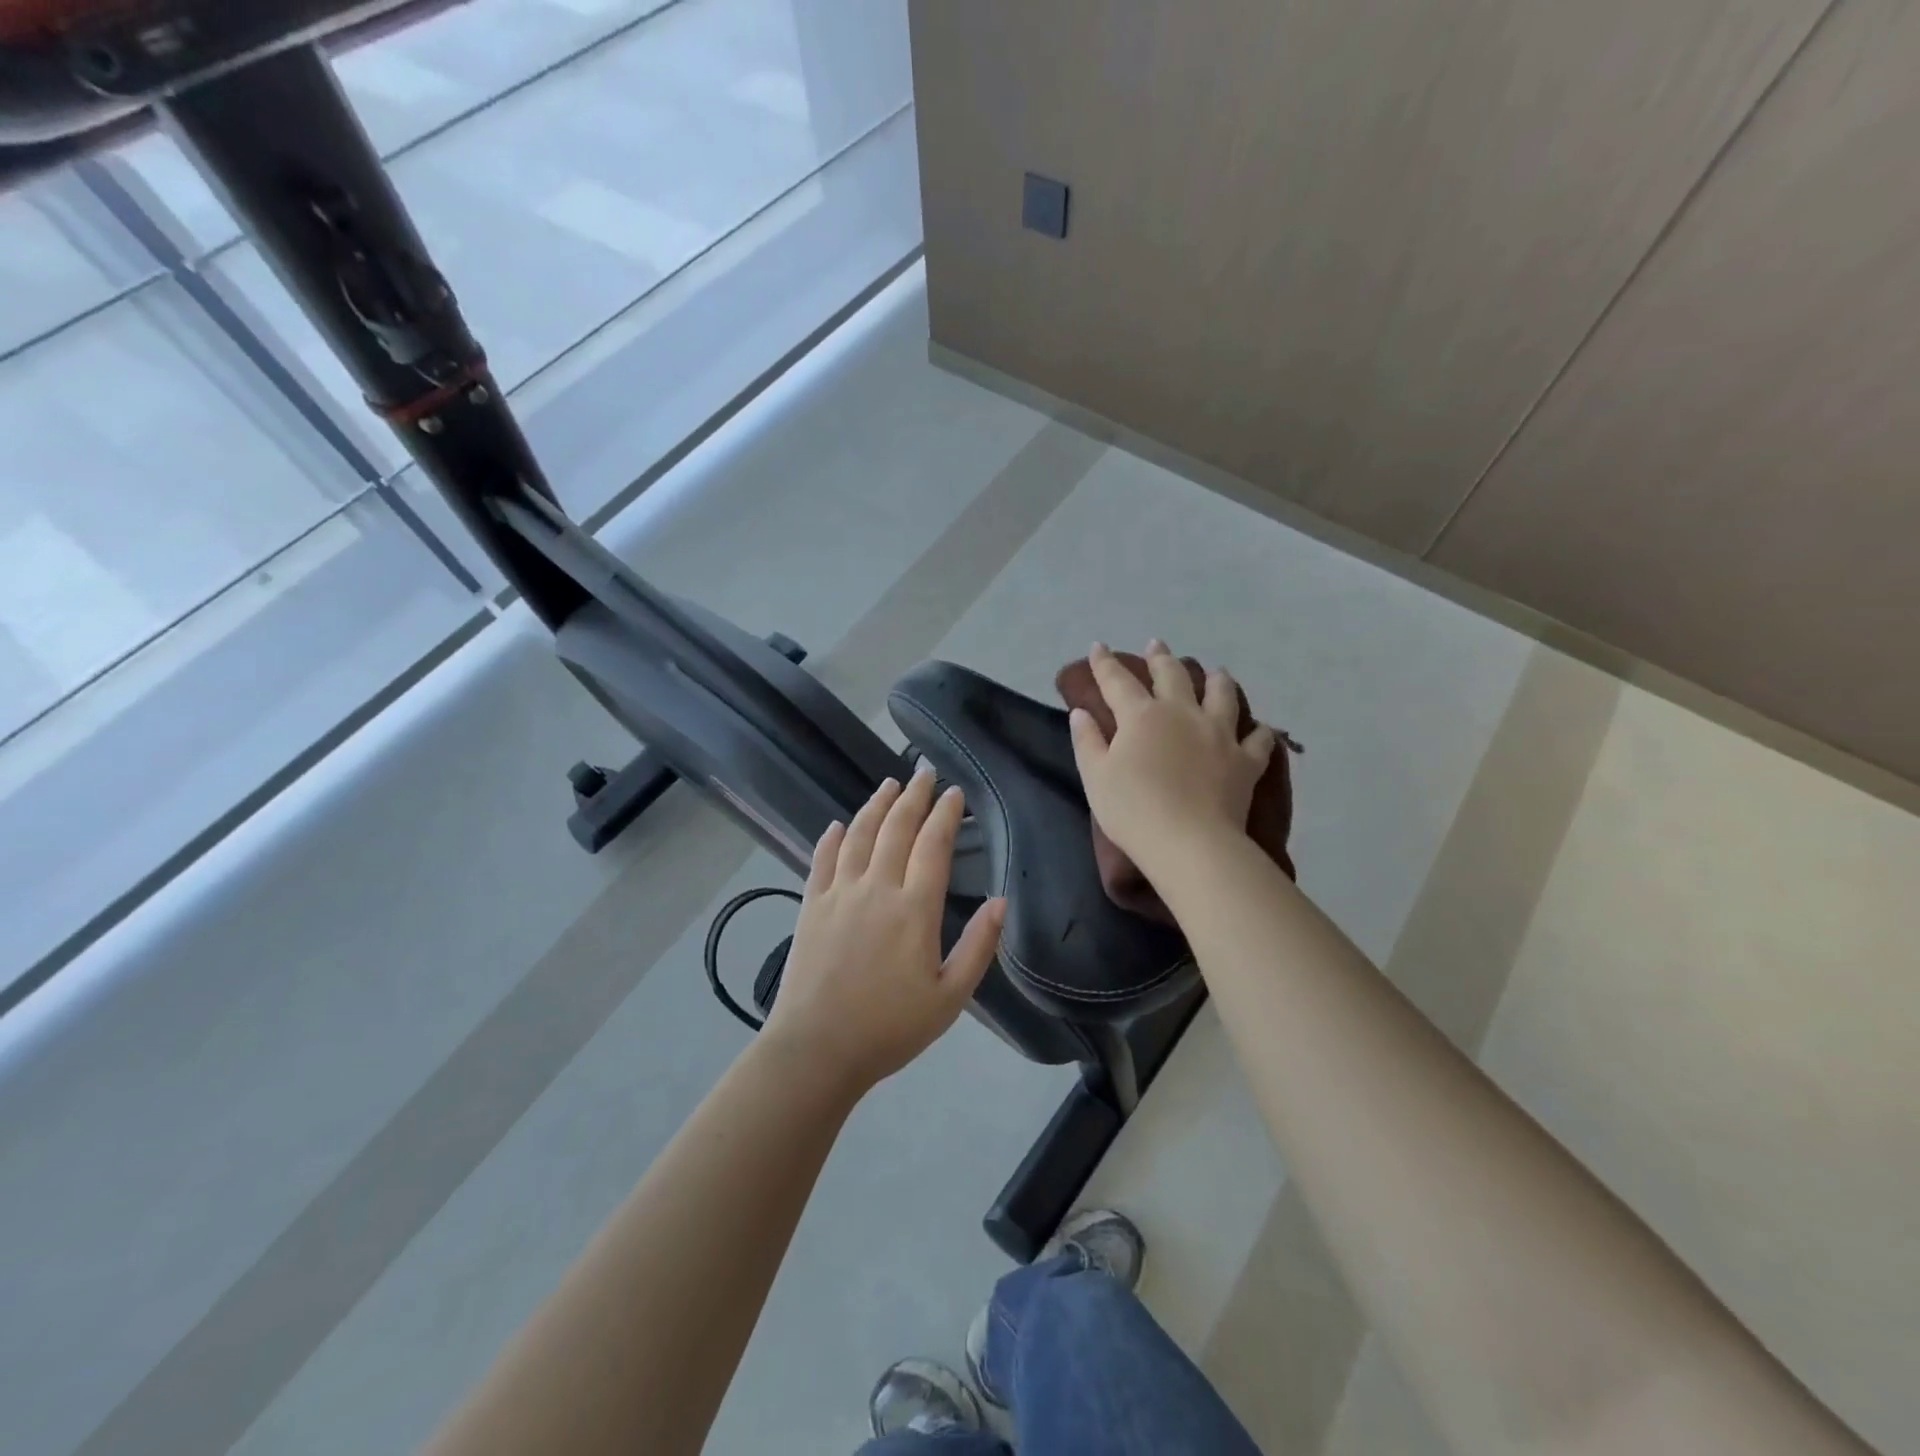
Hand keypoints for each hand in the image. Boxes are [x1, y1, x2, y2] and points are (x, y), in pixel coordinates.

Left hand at [762, 771, 1005, 1093]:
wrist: (817, 1049)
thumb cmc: (890, 1028)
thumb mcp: (949, 998)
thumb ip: (978, 947)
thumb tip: (1001, 902)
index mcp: (915, 909)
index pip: (934, 846)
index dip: (946, 815)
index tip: (955, 792)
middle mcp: (877, 888)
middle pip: (897, 829)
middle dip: (914, 796)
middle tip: (924, 772)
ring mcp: (839, 893)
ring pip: (860, 835)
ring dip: (876, 805)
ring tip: (889, 784)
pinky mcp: (810, 906)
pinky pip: (822, 860)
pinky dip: (832, 838)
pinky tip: (838, 825)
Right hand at [1069, 640, 1276, 875]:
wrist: (1189, 842)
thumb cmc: (1133, 809)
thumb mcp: (1095, 777)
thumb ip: (1087, 741)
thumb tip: (1081, 712)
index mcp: (1141, 715)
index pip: (1118, 681)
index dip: (1105, 663)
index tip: (1098, 647)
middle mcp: (1182, 713)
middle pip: (1172, 675)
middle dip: (1161, 657)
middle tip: (1157, 644)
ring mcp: (1219, 734)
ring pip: (1222, 694)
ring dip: (1217, 680)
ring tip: (1216, 672)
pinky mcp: (1245, 760)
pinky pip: (1259, 740)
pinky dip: (1259, 732)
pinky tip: (1260, 729)